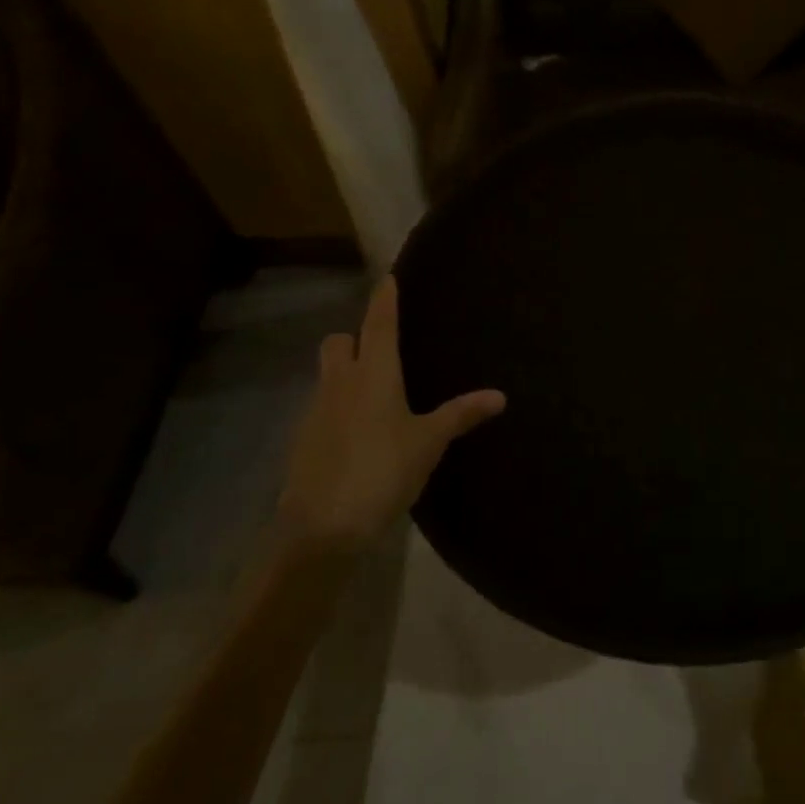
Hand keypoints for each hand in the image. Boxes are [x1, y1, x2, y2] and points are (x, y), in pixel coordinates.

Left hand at [280, 277, 505, 548]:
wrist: (322, 525)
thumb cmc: (383, 471)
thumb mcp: (428, 443)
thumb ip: (461, 415)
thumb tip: (500, 395)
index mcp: (374, 374)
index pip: (379, 323)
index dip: (384, 299)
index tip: (387, 278)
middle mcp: (340, 382)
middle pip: (339, 342)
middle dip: (356, 337)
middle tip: (381, 352)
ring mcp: (316, 410)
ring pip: (328, 374)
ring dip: (345, 372)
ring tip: (376, 395)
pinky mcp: (304, 438)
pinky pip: (322, 407)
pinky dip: (338, 407)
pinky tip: (358, 433)